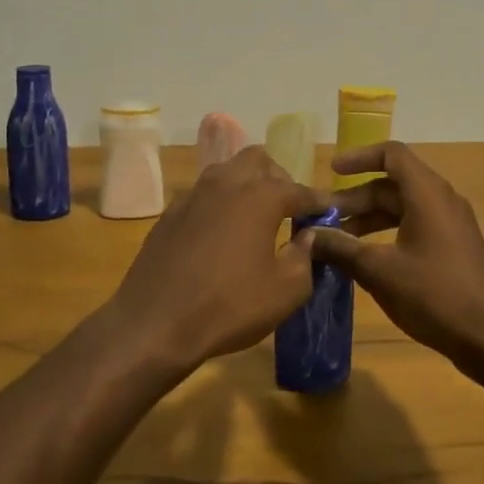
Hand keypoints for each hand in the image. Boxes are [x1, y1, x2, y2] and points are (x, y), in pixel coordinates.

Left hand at [105, 146, 323, 371]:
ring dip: (245, 185)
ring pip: (226, 171)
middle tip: (288, 208)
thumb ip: (305, 257)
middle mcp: (225, 183)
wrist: (155, 323)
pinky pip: (202, 195)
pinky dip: (219, 204)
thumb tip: (308, 237)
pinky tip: (221, 234)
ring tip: (255, 217)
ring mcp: (192, 195)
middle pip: (257, 160)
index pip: (298, 189)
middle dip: (277, 177)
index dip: (317, 201)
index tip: (329, 212)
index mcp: (259, 196)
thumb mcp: (286, 291)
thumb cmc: (229, 306)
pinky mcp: (169, 214)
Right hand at [310, 142, 483, 371]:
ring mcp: (449, 224)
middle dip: (354, 198)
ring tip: (336, 241)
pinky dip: (386, 234)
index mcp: (426, 194)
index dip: (359, 157)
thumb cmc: (434, 294)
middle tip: (322, 219)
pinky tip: (364, 259)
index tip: (331, 172)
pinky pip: (413, 226)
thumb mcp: (379, 271)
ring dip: (368, 218)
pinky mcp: (452, 247)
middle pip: (391, 184)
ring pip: (401, 207)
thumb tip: (308, 235)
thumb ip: (341, 248)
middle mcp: (440, 200)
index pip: (391, 154)